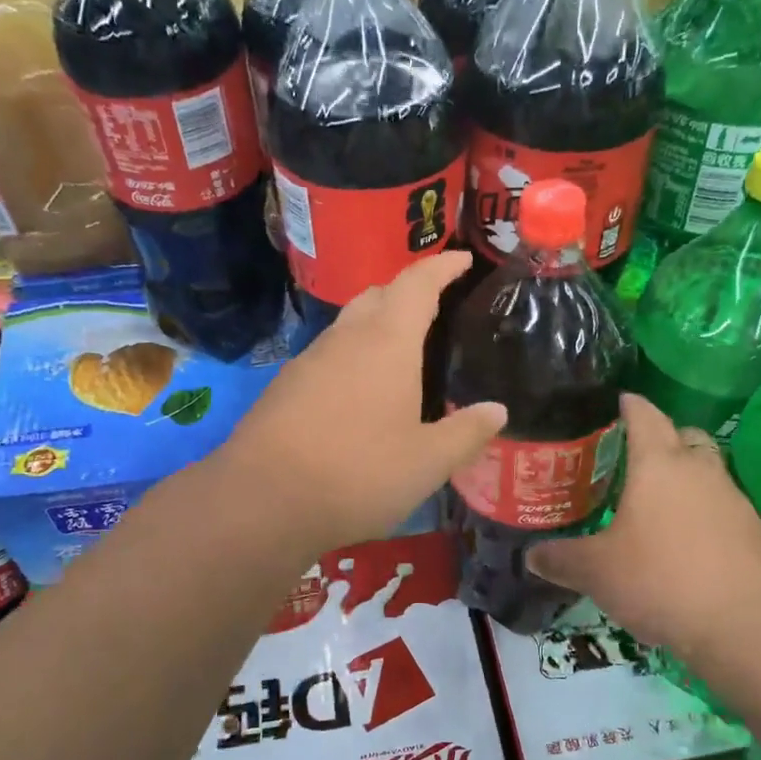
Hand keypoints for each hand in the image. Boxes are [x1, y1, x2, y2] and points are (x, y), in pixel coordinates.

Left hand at [221, 252, 505, 553]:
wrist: (263, 500)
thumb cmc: (358, 473)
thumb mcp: (427, 462)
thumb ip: (466, 433)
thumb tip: (497, 410)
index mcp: (387, 343)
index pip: (417, 284)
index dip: (442, 267)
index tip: (462, 259)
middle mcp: (345, 339)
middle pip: (377, 296)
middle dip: (406, 293)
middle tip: (434, 311)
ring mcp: (307, 361)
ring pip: (347, 327)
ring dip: (375, 327)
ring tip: (400, 356)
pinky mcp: (284, 388)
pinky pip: (326, 357)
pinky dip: (350, 359)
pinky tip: (358, 396)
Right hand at [528, 394, 760, 654]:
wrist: (748, 622)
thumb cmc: (662, 578)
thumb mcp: (597, 572)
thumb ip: (560, 559)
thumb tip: (530, 556)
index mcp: (658, 463)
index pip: (643, 414)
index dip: (626, 405)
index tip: (612, 404)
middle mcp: (698, 469)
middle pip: (681, 435)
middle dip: (658, 439)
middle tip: (627, 460)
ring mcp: (732, 497)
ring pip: (704, 471)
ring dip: (681, 478)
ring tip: (651, 505)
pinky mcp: (752, 530)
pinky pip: (719, 505)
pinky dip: (699, 512)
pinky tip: (680, 542)